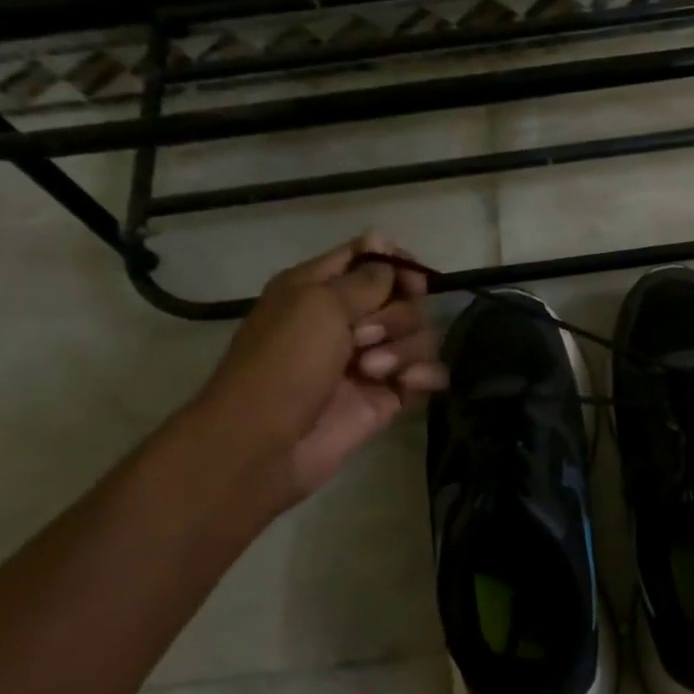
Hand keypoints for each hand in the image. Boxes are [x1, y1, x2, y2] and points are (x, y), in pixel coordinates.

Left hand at [188, 233, 445, 511]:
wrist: (266, 443)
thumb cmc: (284, 364)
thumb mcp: (318, 305)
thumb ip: (365, 278)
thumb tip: (388, 249)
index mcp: (320, 289)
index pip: (370, 258)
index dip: (396, 264)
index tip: (410, 281)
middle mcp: (348, 320)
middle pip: (403, 299)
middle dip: (395, 316)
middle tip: (363, 338)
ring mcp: (371, 359)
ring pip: (420, 336)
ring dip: (405, 349)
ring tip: (374, 372)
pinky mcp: (388, 395)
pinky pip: (427, 373)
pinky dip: (426, 374)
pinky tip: (410, 384)